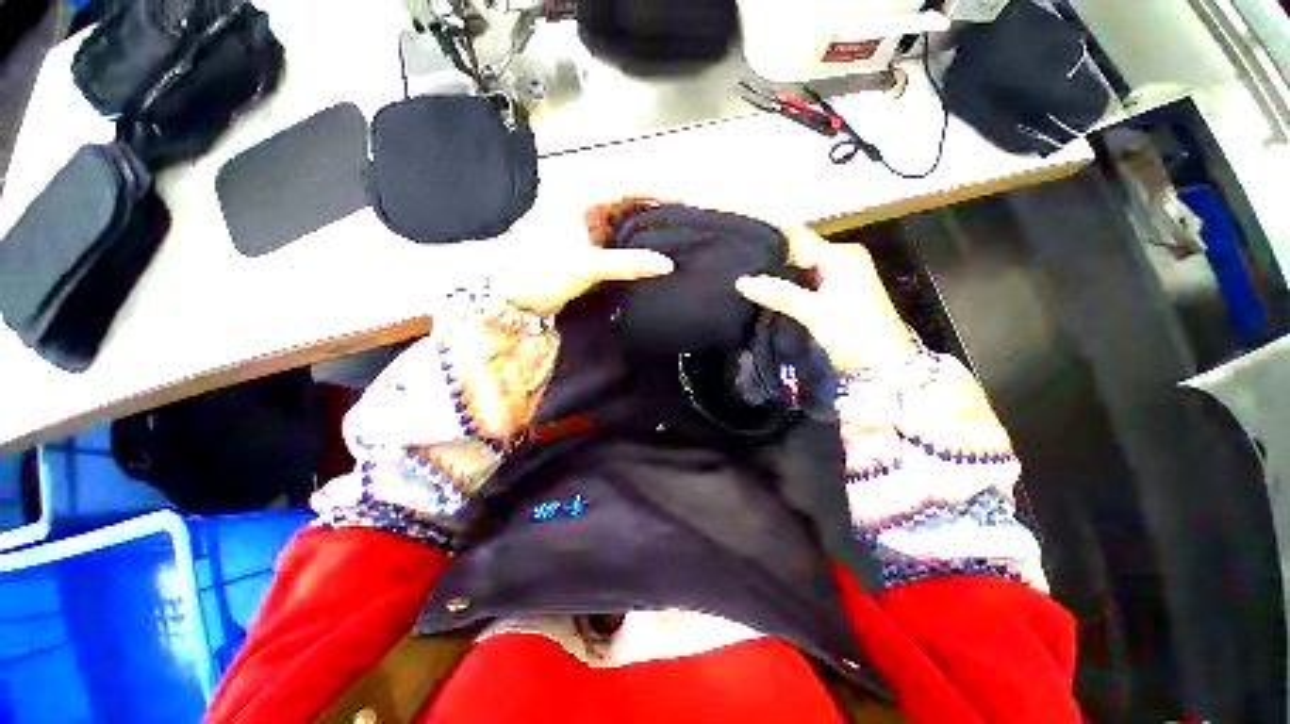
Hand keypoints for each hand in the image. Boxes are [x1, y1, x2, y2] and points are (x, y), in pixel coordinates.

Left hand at [492, 198, 673, 316]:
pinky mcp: (592, 248)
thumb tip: (666, 265)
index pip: (628, 187)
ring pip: (626, 223)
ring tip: (673, 235)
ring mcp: (590, 230)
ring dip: (647, 229)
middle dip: (655, 210)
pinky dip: (636, 246)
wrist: (519, 296)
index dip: (656, 191)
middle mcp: (589, 210)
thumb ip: (629, 264)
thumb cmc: (546, 272)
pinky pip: (620, 242)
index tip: (682, 198)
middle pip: (629, 203)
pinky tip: (651, 253)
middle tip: (683, 219)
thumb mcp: (588, 266)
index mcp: (584, 201)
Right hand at [736, 227, 917, 373]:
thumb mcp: (813, 312)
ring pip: (802, 266)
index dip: (770, 242)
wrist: (881, 363)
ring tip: (750, 279)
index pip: (798, 238)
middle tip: (743, 267)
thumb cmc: (852, 333)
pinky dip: (789, 284)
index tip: (743, 248)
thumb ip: (778, 294)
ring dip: (779, 273)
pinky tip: (771, 292)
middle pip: (800, 251)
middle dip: (772, 259)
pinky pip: (807, 279)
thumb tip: (741, 281)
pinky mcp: (838, 290)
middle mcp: (842, 258)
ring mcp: (842, 274)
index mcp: (841, 255)